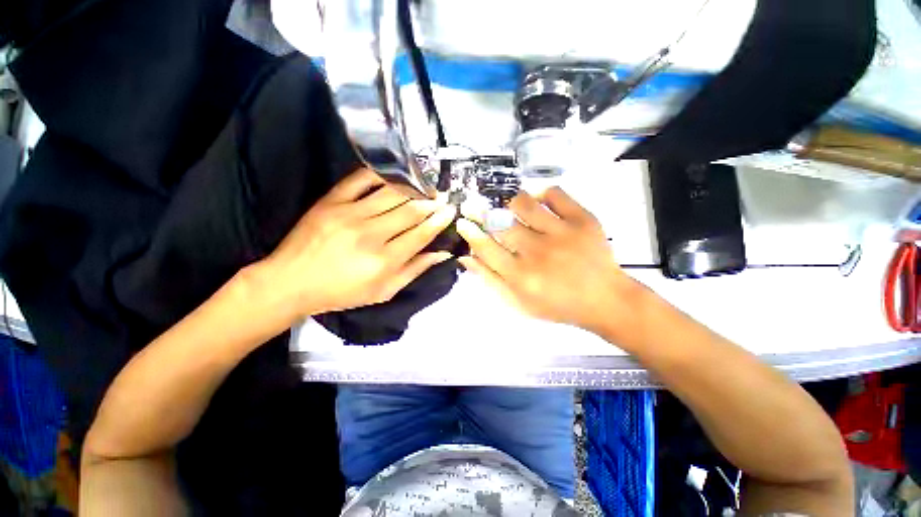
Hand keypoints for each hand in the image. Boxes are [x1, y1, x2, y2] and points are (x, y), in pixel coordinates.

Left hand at [253, 168, 456, 318]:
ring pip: (391, 194)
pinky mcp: (330, 202)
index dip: (439, 221)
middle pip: (410, 211)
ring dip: (413, 189)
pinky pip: (360, 180)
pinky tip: (395, 176)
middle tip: (443, 197)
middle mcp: (370, 235)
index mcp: (384, 261)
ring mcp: (349, 214)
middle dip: (431, 203)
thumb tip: (441, 254)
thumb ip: (414, 271)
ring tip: (426, 187)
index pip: (421, 234)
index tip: (451, 211)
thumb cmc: (341, 293)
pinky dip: (381, 175)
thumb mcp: (383, 291)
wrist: (290, 282)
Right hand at [456, 187, 643, 333]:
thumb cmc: (557, 304)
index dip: (471, 232)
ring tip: (509, 207)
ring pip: (524, 203)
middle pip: (501, 223)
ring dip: (510, 202)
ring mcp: (562, 233)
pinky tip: (539, 202)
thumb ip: (490, 280)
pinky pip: (555, 194)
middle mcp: (538, 252)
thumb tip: (465, 257)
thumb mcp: (518, 302)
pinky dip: (542, 193)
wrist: (604, 299)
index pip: (486, 248)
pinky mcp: (583, 220)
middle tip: (475, 206)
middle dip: (481, 212)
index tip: (462, 221)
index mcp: (521, 276)